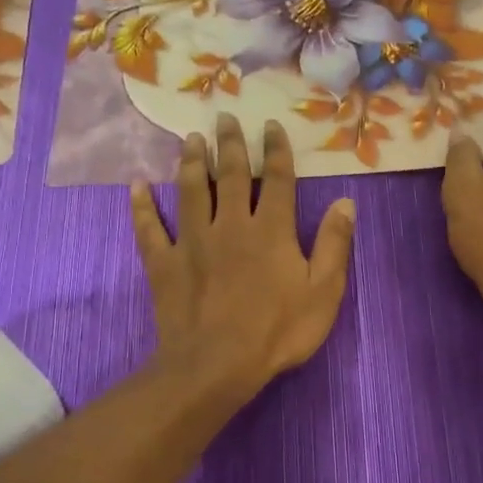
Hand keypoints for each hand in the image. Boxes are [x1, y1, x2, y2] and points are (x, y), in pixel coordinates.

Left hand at [131, 114, 356, 394]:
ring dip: (189, 162)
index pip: (276, 179)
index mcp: (270, 230)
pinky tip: (137, 187)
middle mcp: (230, 224)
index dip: (275, 150)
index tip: (271, 124)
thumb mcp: (323, 292)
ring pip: (190, 191)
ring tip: (189, 138)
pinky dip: (142, 207)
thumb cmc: (277, 332)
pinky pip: (149, 229)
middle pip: (229, 175)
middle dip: (229, 144)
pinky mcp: (164, 263)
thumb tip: (345, 202)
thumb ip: (334, 244)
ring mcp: (193, 242)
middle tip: (223, 117)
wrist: (216, 365)